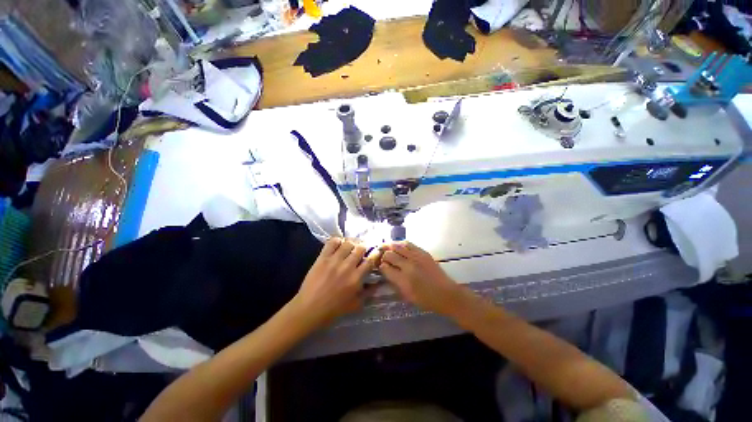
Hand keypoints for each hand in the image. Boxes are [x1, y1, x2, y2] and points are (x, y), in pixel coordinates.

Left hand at [292, 238, 378, 327]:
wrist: (309, 309)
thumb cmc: (334, 309)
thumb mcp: (356, 304)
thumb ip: (369, 292)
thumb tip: (378, 282)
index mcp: (356, 278)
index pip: (370, 260)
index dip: (375, 254)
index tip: (375, 252)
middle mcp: (347, 266)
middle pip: (360, 248)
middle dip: (363, 248)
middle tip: (361, 250)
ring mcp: (334, 260)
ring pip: (348, 243)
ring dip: (351, 244)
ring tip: (350, 247)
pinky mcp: (322, 258)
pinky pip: (332, 242)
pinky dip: (337, 241)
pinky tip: (338, 245)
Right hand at [379, 242, 464, 315]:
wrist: (446, 294)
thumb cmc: (426, 299)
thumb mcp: (406, 295)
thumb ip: (394, 282)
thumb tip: (385, 270)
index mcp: (403, 280)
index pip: (385, 267)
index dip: (380, 266)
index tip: (379, 266)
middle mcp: (408, 265)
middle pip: (389, 255)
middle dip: (383, 256)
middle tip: (381, 257)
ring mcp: (416, 257)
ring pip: (397, 246)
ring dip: (390, 247)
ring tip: (385, 247)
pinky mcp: (423, 252)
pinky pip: (408, 244)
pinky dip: (400, 243)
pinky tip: (397, 245)